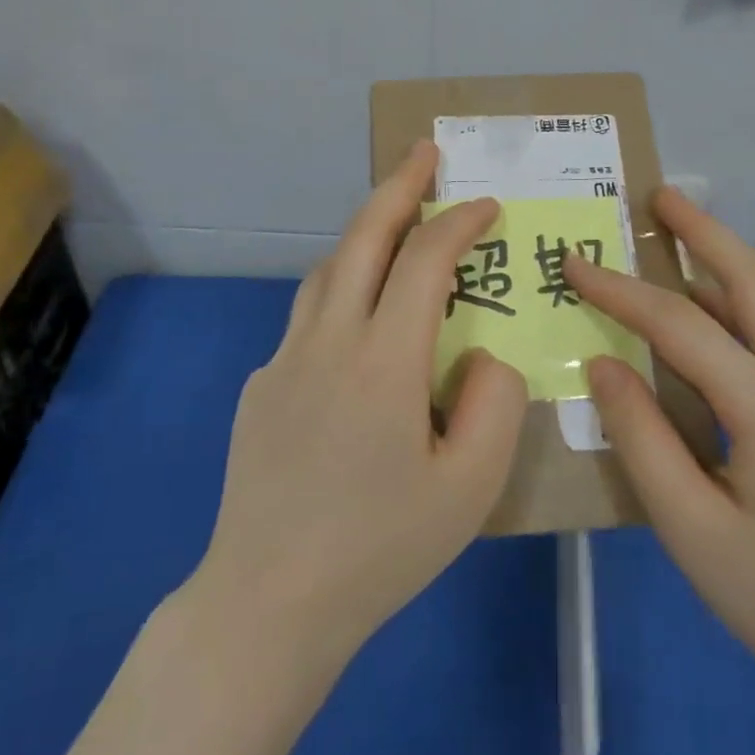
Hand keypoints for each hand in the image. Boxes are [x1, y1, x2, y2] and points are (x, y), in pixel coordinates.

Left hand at [189, 139, 528, 666]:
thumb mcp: (469, 488)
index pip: (424, 261)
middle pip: (362, 237)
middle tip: (425, 153)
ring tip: (397, 230)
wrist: (267, 601)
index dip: (459, 222)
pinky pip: (308, 318)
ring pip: (327, 270)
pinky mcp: (260, 385)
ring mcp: (284, 359)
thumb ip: (494, 404)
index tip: (487, 205)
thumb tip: (482, 356)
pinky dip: (342, 294)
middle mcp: (327, 340)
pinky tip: (359, 333)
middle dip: (399, 186)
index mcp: (382, 359)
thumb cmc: (379, 548)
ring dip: (365, 235)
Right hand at [564, 189, 754, 704]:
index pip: (679, 323)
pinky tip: (700, 323)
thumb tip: (602, 361)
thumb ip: (640, 436)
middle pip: (752, 282)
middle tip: (659, 196)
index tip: (572, 262)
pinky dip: (731, 309)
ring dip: (719, 265)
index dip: (619, 289)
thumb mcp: (689, 527)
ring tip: (672, 239)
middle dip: (704, 231)